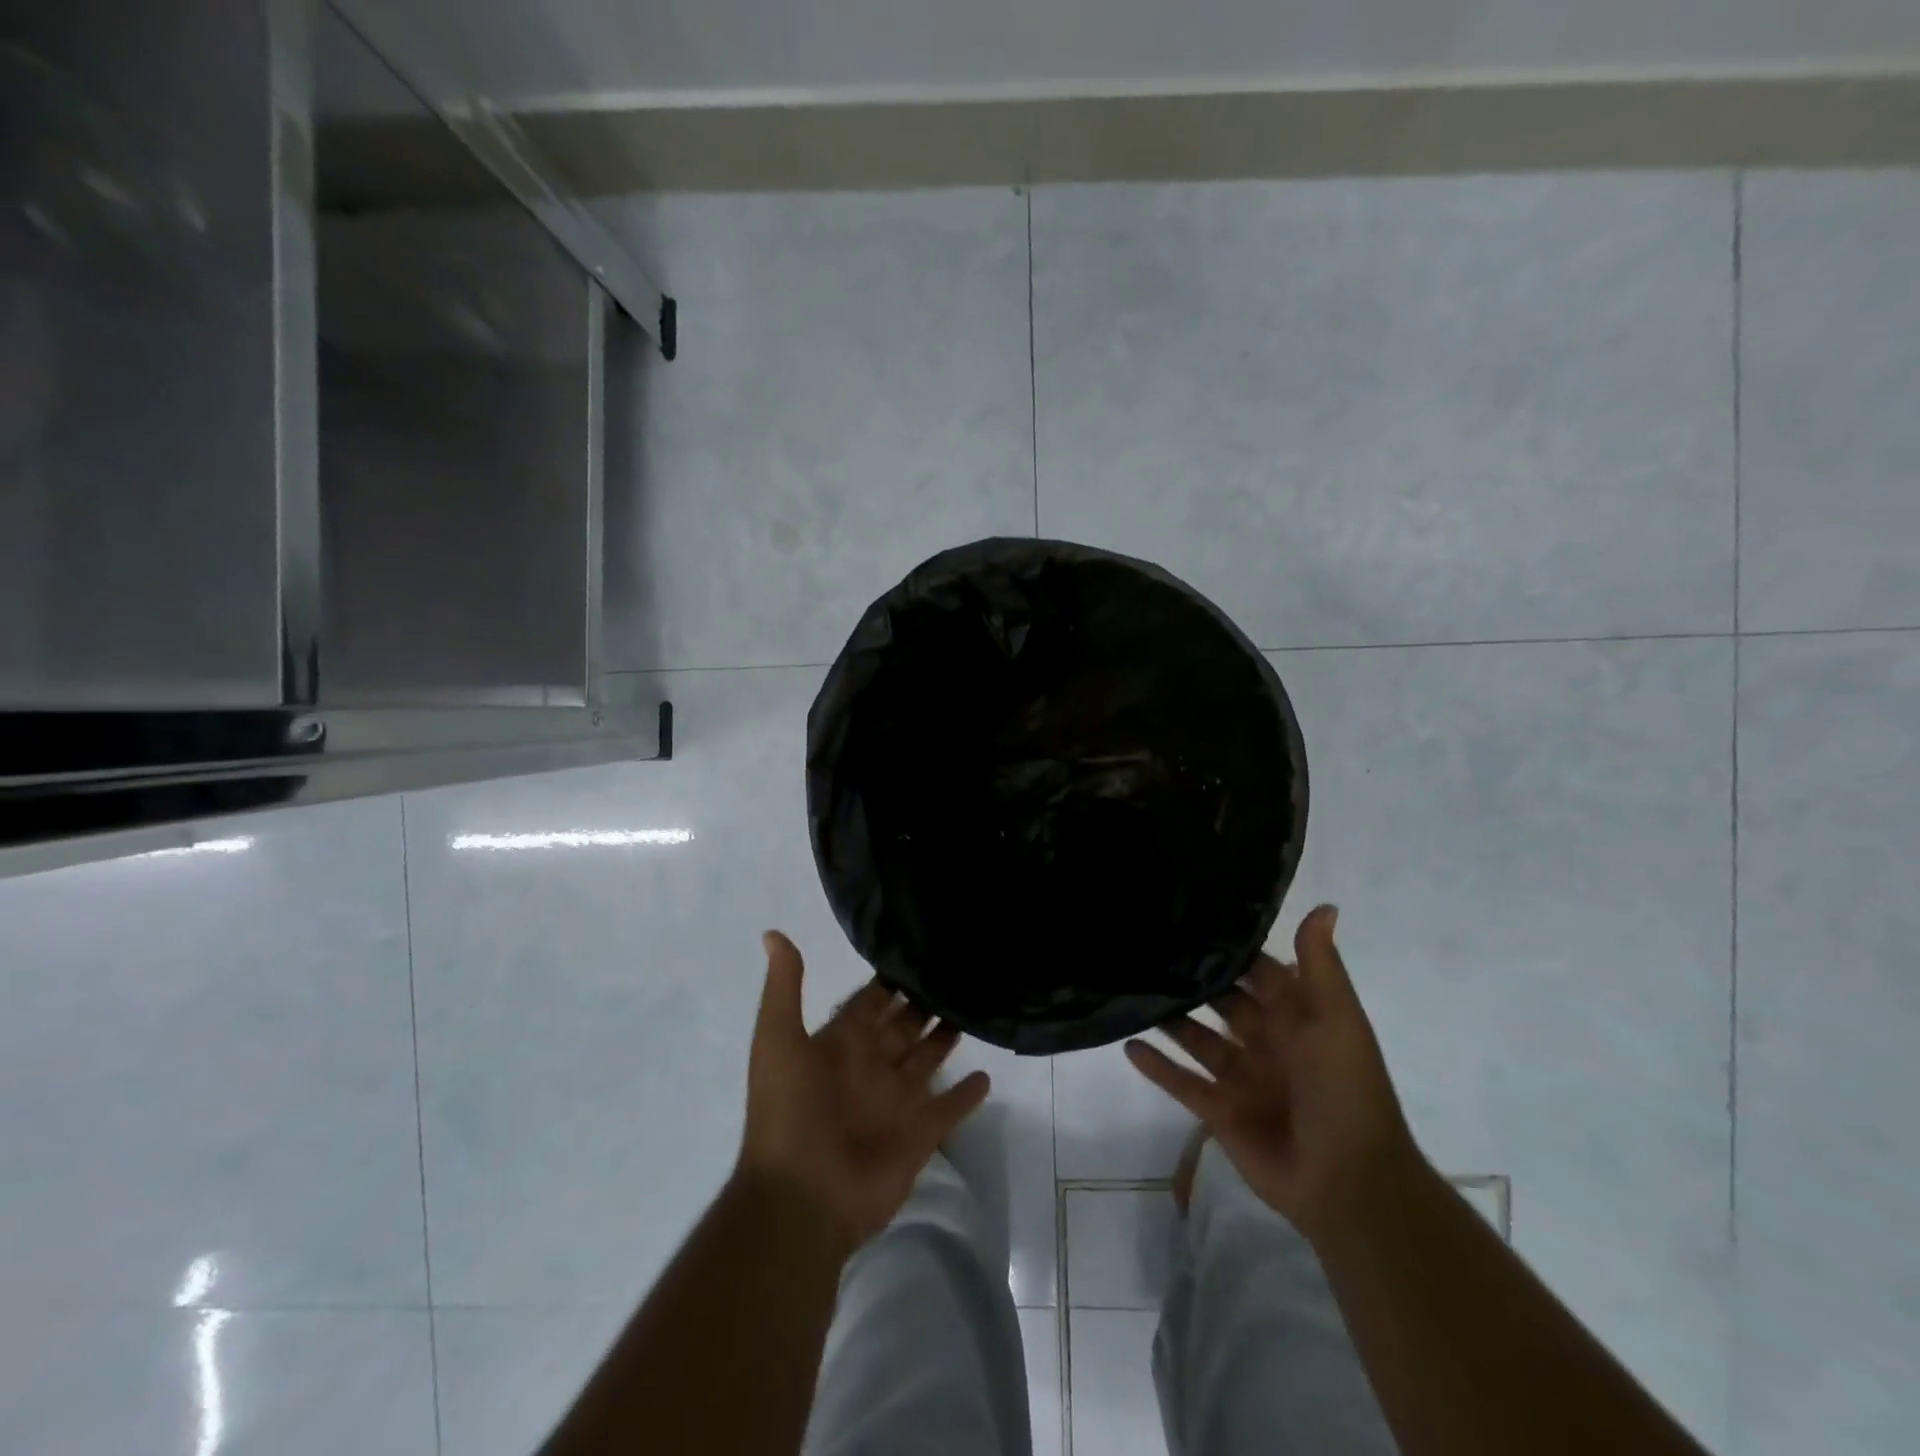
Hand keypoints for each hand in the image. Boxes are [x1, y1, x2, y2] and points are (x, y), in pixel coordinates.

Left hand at [737, 932, 991, 1250]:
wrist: (801, 1201)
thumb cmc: (789, 1113)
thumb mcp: (778, 1041)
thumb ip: (784, 988)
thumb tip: (773, 933)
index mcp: (841, 1045)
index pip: (870, 1002)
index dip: (889, 980)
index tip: (917, 950)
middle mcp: (871, 1067)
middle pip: (904, 1027)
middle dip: (924, 1003)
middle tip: (956, 973)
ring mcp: (897, 1101)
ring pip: (928, 1059)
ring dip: (946, 1038)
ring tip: (974, 1007)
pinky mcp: (919, 1134)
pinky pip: (949, 1109)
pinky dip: (967, 1095)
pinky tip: (987, 1074)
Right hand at [1125, 905, 1420, 1242]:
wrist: (1350, 1184)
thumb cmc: (1345, 1090)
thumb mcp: (1336, 1019)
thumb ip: (1319, 965)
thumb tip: (1324, 905)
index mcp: (1296, 1019)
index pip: (1259, 972)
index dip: (1231, 949)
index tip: (1192, 917)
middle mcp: (1266, 1042)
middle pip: (1222, 1002)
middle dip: (1193, 980)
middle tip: (1146, 947)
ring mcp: (1241, 1078)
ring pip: (1196, 1039)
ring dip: (1169, 1019)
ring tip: (1130, 988)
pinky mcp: (1219, 1112)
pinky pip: (1181, 1082)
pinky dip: (1156, 1066)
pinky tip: (1127, 1043)